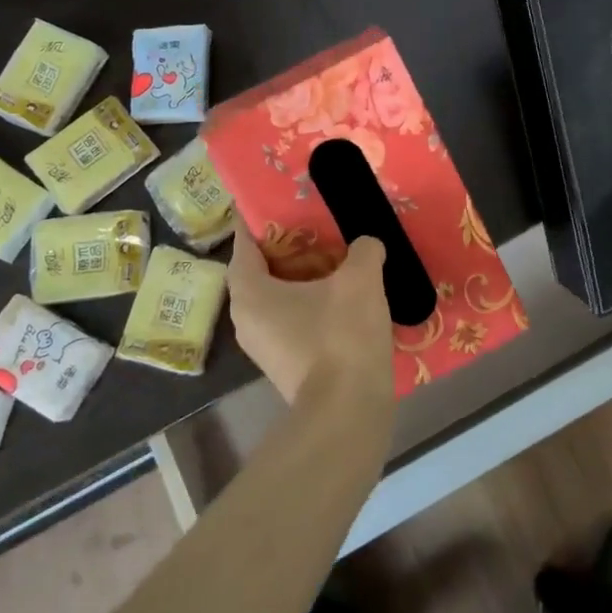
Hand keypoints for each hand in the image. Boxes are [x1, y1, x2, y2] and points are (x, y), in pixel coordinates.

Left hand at [227, 225, 394, 407]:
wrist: (347, 411)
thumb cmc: (341, 336)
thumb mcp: (360, 280)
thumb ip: (363, 250)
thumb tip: (367, 245)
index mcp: (249, 292)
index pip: (244, 243)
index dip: (259, 220)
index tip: (279, 201)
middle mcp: (245, 319)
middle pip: (261, 271)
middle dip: (287, 248)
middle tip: (317, 228)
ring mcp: (263, 346)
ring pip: (277, 298)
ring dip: (301, 279)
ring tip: (334, 260)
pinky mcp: (284, 365)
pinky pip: (291, 321)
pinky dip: (310, 304)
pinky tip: (341, 297)